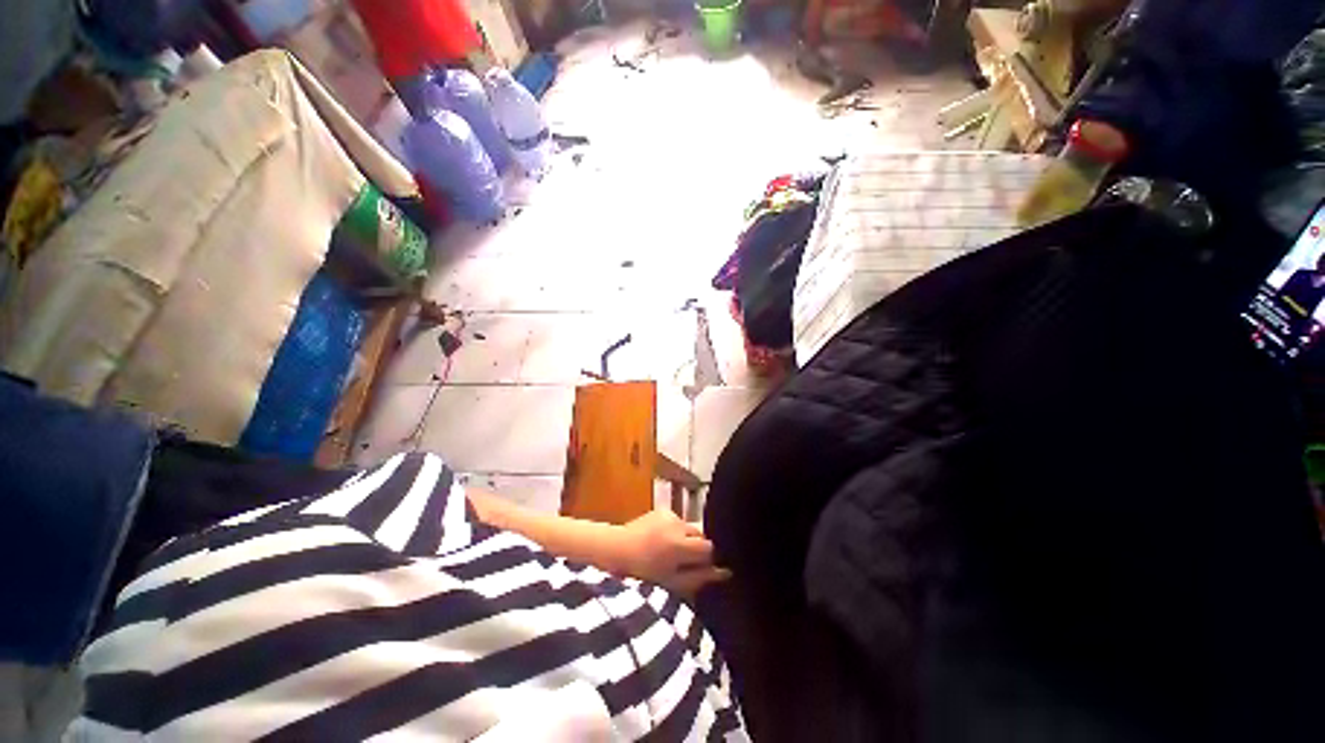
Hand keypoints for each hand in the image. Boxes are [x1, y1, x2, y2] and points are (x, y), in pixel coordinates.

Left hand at [616, 510, 730, 597]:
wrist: (616, 550)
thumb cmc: (642, 574)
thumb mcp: (672, 583)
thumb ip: (700, 577)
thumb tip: (725, 572)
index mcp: (680, 544)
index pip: (709, 547)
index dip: (706, 560)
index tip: (699, 569)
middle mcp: (678, 524)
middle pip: (700, 535)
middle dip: (696, 548)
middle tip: (683, 563)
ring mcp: (669, 515)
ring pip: (689, 528)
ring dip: (685, 539)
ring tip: (669, 552)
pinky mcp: (661, 510)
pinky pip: (677, 522)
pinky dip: (674, 531)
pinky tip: (661, 541)